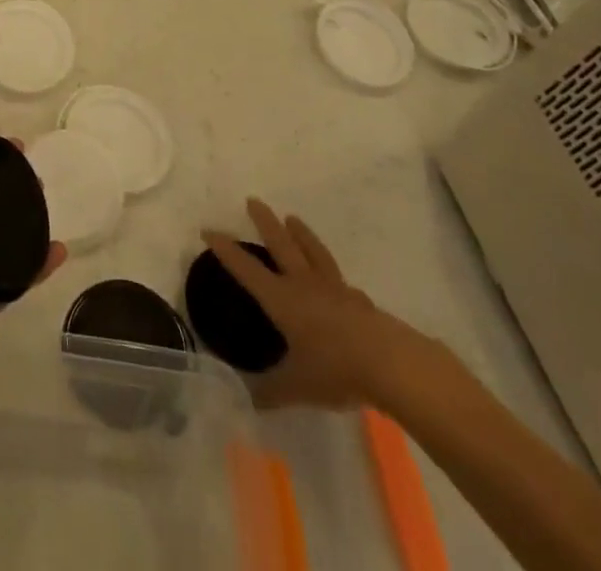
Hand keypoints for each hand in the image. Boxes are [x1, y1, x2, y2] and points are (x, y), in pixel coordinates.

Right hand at [203, 197, 408, 409]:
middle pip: (281, 244)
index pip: (246, 268)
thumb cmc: (336, 370)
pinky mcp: (360, 302)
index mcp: (282, 299)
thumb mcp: (298, 387)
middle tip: (253, 200)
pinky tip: (340, 285)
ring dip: (301, 234)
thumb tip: (248, 400)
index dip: (225, 249)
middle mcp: (304, 285)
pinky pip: (342, 282)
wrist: (392, 365)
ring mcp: (335, 290)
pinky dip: (334, 277)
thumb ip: (271, 391)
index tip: (208, 230)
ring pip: (313, 252)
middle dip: (264, 222)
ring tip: (292, 218)